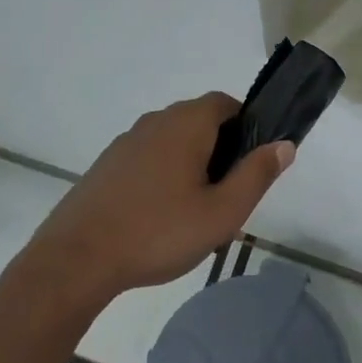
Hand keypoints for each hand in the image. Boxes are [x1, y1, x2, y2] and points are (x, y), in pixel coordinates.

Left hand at [25, 94, 294, 302]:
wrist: (76, 259)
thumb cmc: (158, 232)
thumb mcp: (222, 212)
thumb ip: (257, 175)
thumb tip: (285, 144)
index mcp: (186, 123)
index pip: (226, 103)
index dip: (246, 125)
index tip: (252, 161)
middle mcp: (156, 121)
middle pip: (199, 120)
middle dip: (219, 149)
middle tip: (227, 194)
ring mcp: (126, 141)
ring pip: (172, 141)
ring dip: (189, 163)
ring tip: (194, 211)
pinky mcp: (106, 165)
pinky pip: (147, 157)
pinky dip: (161, 174)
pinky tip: (158, 216)